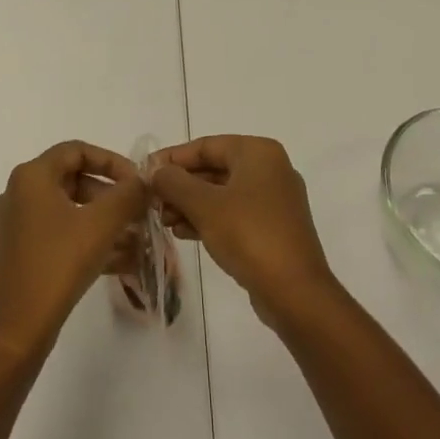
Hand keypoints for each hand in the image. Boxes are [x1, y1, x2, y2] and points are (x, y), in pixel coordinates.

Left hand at [0, 141, 148, 359]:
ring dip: (105, 220)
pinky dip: (90, 240)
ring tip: (138, 239)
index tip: (138, 182)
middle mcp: (20, 194)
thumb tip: (143, 181)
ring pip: (71, 210)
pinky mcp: (22, 253)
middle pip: (74, 180)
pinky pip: (62, 234)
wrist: (17, 329)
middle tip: (140, 212)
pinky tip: (122, 260)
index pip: (77, 150)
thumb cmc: (58, 264)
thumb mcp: (101, 224)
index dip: (112, 161)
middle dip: (112, 195)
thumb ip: (128, 195)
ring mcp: (18, 225)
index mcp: (32, 177)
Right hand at [150, 136, 336, 326]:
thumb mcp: (204, 205)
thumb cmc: (249, 235)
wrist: (294, 292)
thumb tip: (155, 170)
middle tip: (152, 202)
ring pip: (221, 193)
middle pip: (213, 168)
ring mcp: (273, 200)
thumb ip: (174, 182)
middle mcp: (269, 169)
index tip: (144, 172)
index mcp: (258, 153)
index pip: (206, 146)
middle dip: (180, 186)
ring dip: (190, 205)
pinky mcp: (272, 228)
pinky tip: (183, 233)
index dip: (172, 158)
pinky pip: (233, 214)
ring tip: (163, 221)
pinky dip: (208, 219)